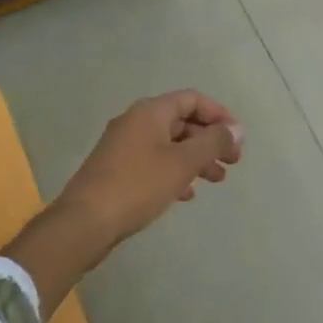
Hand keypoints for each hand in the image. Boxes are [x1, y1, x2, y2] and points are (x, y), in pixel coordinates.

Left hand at [51, 90, 243, 244]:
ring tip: (217, 180)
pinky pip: (154, 162)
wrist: (84, 223)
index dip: (219, 114)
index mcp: (150, 112)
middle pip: (182, 121)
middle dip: (210, 139)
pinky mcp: (117, 171)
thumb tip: (237, 130)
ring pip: (170, 144)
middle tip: (233, 161)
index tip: (238, 137)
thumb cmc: (137, 186)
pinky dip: (175, 172)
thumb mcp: (182, 163)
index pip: (192, 99)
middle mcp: (135, 122)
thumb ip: (213, 143)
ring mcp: (124, 147)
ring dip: (196, 158)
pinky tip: (187, 194)